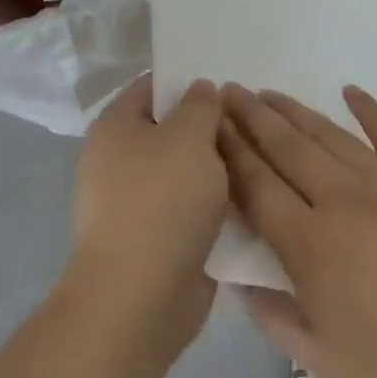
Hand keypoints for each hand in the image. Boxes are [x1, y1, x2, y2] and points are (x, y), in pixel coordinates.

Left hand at [67, 75, 229, 364]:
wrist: (140, 296)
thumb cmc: (162, 202)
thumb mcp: (189, 137)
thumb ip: (201, 106)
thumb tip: (200, 90)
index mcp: (116, 127)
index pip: (151, 86)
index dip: (188, 81)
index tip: (229, 85)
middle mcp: (118, 161)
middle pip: (170, 130)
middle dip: (210, 128)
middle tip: (253, 124)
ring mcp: (134, 203)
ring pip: (184, 173)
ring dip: (217, 170)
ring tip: (260, 160)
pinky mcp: (154, 239)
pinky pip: (188, 210)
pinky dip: (213, 206)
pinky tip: (250, 201)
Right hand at [218, 84, 376, 377]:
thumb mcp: (324, 360)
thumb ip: (272, 317)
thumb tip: (238, 281)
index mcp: (312, 245)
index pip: (257, 186)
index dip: (230, 153)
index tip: (210, 127)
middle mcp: (343, 200)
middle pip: (286, 147)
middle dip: (252, 118)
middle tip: (228, 91)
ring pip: (329, 135)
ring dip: (294, 111)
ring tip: (268, 93)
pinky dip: (368, 109)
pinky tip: (349, 91)